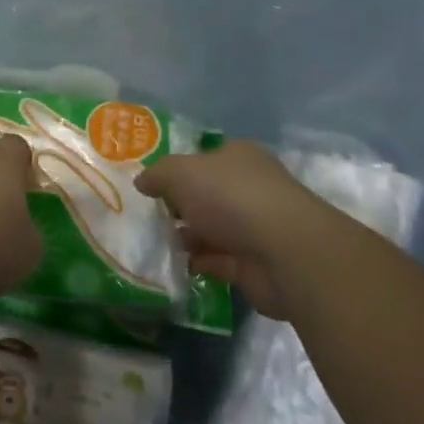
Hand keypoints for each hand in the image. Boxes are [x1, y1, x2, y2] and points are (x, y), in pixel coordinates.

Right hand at [135, 140, 318, 318]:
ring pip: (213, 229)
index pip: (205, 159)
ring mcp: (256, 227)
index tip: (153, 187)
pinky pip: (219, 261)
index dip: (179, 171)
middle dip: (182, 206)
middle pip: (209, 195)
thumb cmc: (230, 196)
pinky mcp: (255, 265)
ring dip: (189, 237)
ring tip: (156, 243)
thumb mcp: (181, 173)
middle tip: (150, 217)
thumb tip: (141, 181)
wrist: (282, 252)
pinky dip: (199, 263)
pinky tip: (174, 266)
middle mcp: (250, 187)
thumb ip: (158, 175)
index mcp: (238, 157)